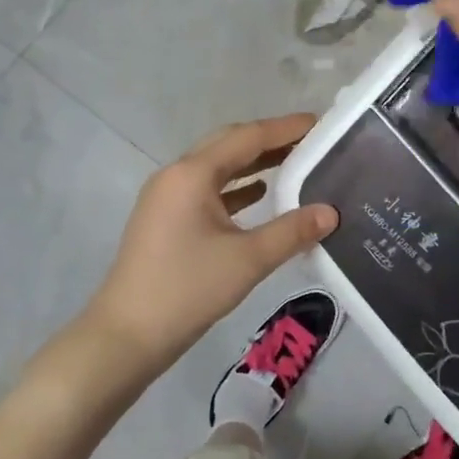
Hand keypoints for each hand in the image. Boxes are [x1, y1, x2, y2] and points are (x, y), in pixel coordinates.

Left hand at [78, 114, 338, 382]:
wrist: (127, 335)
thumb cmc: (188, 290)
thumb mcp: (248, 259)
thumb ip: (292, 231)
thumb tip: (331, 212)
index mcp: (192, 174)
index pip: (247, 137)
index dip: (285, 128)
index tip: (320, 122)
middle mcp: (176, 175)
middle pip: (229, 144)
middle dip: (269, 140)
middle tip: (310, 141)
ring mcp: (166, 197)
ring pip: (217, 168)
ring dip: (253, 163)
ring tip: (294, 164)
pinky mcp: (164, 219)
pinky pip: (206, 190)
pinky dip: (235, 188)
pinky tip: (260, 195)